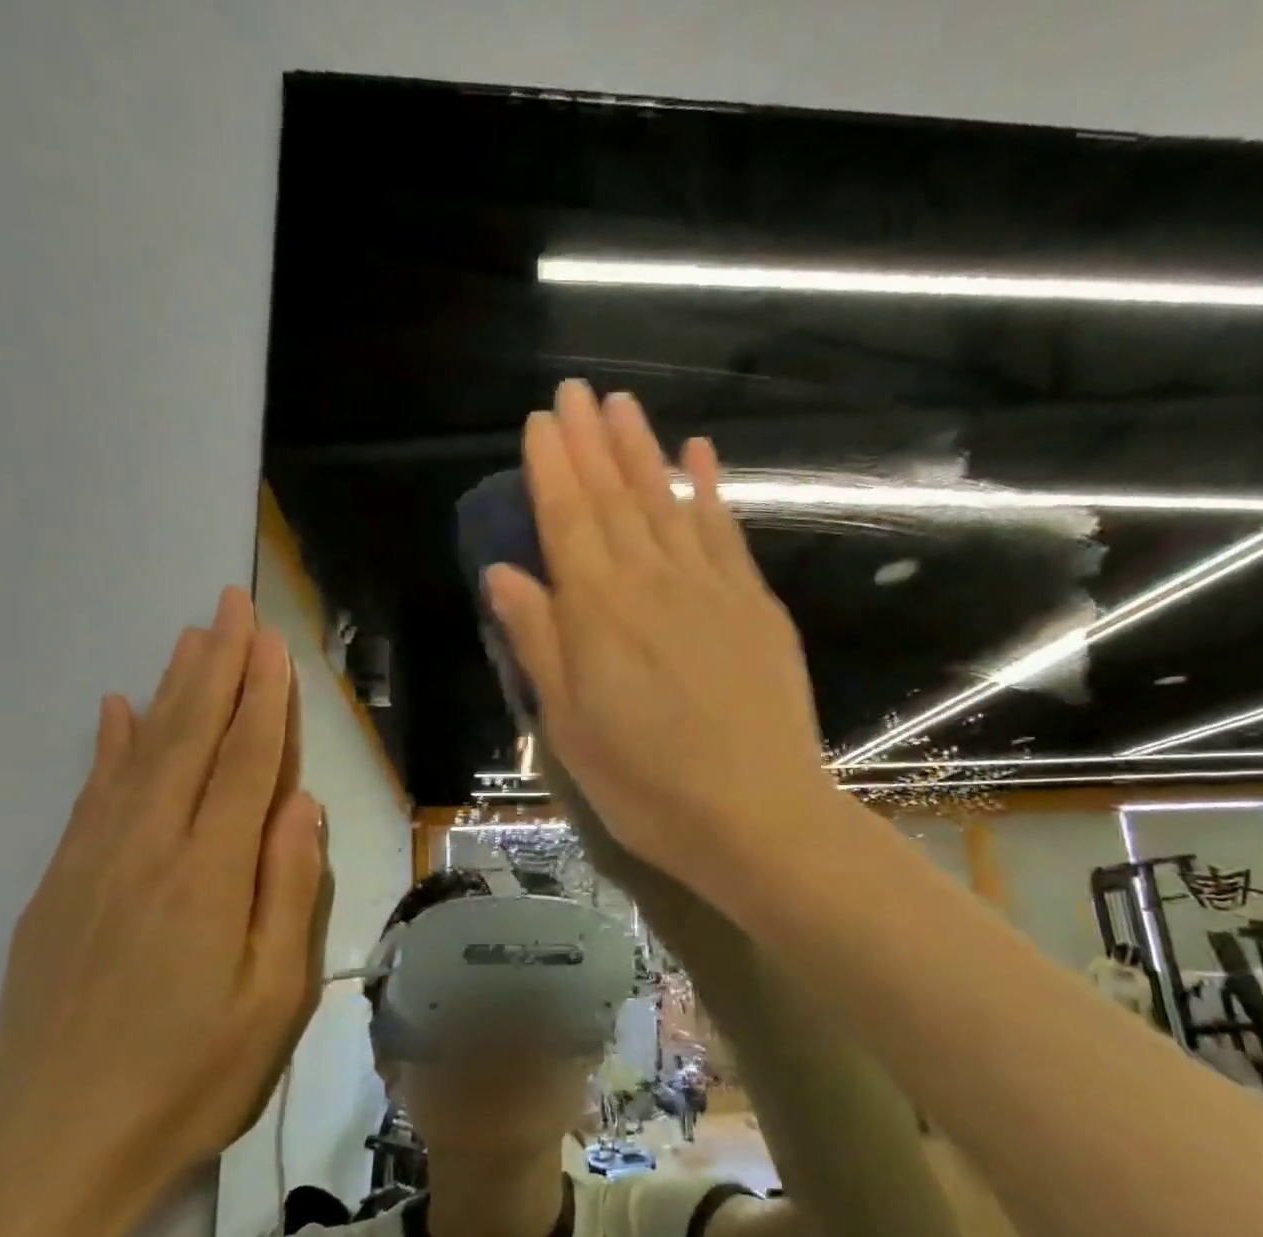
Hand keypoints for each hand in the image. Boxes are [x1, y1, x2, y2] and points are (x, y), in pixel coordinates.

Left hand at [0, 587, 329, 1232]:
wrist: (56, 1151)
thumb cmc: (192, 1078)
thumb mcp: (273, 997)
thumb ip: (288, 890)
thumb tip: (300, 805)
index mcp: (208, 875)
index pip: (245, 763)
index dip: (262, 699)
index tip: (271, 643)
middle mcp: (148, 850)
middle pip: (189, 739)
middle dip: (216, 668)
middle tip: (231, 607)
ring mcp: (94, 864)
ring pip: (139, 754)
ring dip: (170, 691)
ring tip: (190, 639)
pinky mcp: (59, 888)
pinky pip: (90, 795)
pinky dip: (107, 745)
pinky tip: (115, 711)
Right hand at [485, 381, 831, 905]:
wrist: (758, 817)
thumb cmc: (648, 787)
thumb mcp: (571, 729)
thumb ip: (540, 644)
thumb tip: (504, 575)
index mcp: (598, 614)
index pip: (567, 521)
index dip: (552, 469)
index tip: (541, 423)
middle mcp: (652, 583)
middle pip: (615, 499)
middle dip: (591, 442)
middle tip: (576, 392)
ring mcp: (710, 588)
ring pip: (668, 502)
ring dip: (643, 451)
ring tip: (624, 406)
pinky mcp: (755, 605)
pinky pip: (725, 532)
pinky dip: (710, 489)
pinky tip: (700, 454)